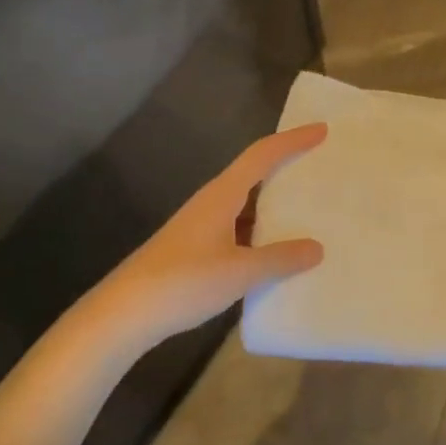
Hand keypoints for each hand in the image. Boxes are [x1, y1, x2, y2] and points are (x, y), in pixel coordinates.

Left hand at [76, 123, 327, 348]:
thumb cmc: (183, 282)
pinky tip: (276, 248)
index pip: (262, 155)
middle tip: (319, 164)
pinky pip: (238, 226)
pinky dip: (261, 229)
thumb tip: (316, 248)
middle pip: (254, 172)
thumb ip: (280, 258)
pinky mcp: (195, 248)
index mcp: (222, 195)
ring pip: (246, 202)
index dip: (293, 140)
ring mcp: (201, 225)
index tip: (322, 129)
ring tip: (308, 207)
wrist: (122, 315)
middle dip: (286, 165)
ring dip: (274, 201)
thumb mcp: (240, 271)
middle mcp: (212, 202)